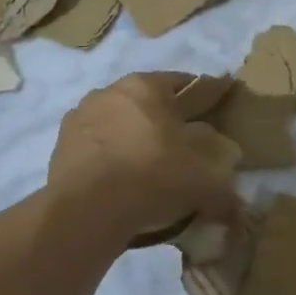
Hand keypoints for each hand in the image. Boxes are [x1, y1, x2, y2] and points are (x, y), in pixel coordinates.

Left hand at [47, 72, 240, 244]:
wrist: (87, 211)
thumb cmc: (153, 175)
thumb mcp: (205, 174)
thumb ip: (224, 175)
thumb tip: (234, 188)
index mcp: (146, 86)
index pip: (187, 83)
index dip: (208, 96)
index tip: (219, 110)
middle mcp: (110, 92)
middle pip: (150, 104)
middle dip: (168, 121)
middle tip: (187, 146)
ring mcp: (80, 119)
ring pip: (121, 126)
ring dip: (137, 140)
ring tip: (153, 169)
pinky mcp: (61, 149)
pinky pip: (99, 151)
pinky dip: (113, 161)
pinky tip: (125, 184)